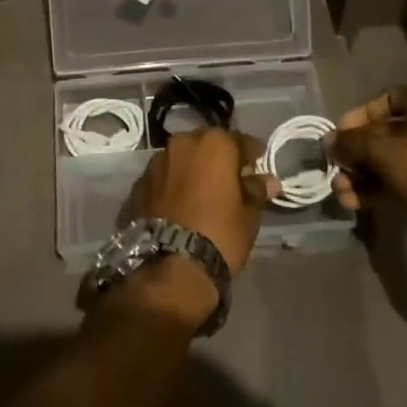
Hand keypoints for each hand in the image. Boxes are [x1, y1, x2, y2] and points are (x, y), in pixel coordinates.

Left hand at [117, 129, 274, 327]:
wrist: (170, 265)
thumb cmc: (220, 234)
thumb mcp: (248, 216)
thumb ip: (256, 191)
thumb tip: (267, 181)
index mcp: (213, 143)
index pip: (240, 141)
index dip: (251, 155)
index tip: (256, 170)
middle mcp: (182, 142)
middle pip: (206, 145)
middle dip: (217, 159)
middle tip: (228, 182)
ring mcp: (157, 161)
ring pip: (181, 159)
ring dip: (192, 170)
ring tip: (200, 195)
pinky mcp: (139, 183)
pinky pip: (163, 178)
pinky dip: (172, 185)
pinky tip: (178, 206)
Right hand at [328, 87, 406, 220]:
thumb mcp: (380, 148)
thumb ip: (350, 141)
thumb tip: (329, 142)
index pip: (384, 99)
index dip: (358, 116)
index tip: (340, 134)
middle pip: (383, 134)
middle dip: (355, 154)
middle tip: (335, 167)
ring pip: (389, 160)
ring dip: (361, 175)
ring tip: (340, 192)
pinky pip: (400, 179)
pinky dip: (377, 188)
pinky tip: (353, 202)